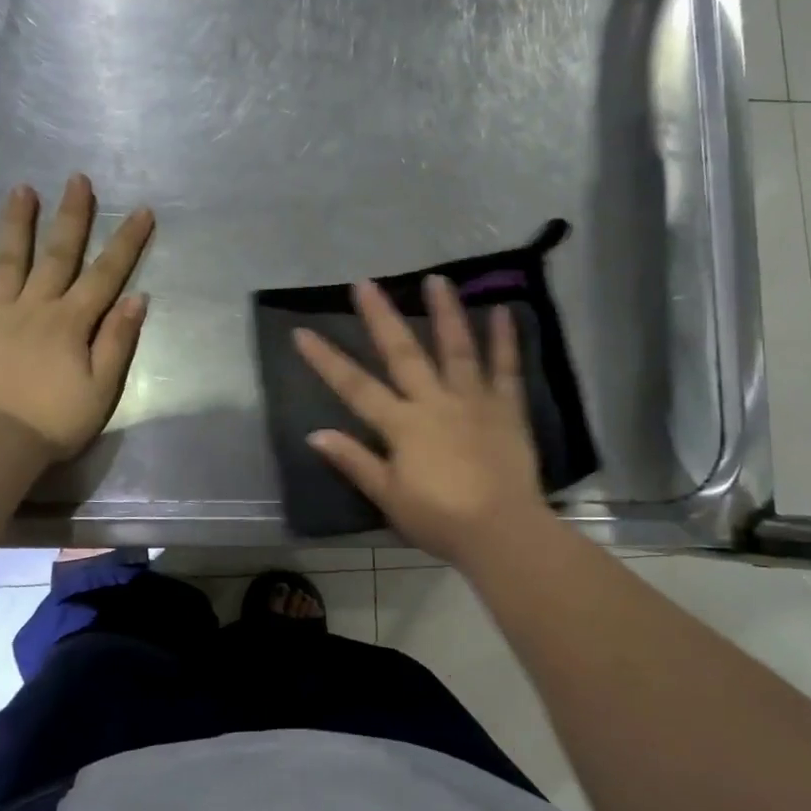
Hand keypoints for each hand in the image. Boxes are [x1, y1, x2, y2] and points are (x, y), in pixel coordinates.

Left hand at [0, 175, 153, 460]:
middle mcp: (34, 307)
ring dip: (18, 222)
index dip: (126, 242)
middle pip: (57, 255)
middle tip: (77, 180)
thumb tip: (136, 298)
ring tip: (23, 188)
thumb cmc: (56, 420)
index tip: (141, 211)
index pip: (105, 275)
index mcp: (71, 323)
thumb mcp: (102, 388)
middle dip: (72, 216)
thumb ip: (117, 341)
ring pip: (9, 259)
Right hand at [294, 276, 550, 565]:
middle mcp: (435, 402)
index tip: (302, 332)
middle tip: (365, 283)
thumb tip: (315, 434)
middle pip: (403, 353)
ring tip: (436, 279)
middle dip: (381, 317)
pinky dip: (505, 339)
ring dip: (445, 312)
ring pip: (457, 348)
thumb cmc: (440, 520)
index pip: (356, 387)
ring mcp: (473, 400)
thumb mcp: (389, 497)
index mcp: (403, 425)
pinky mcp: (507, 408)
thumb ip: (355, 461)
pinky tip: (503, 310)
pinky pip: (506, 368)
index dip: (327, 360)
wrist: (501, 531)